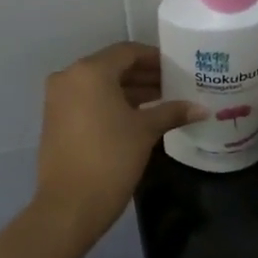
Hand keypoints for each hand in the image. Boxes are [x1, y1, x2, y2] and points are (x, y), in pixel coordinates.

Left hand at [34, 42, 202, 240]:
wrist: (70, 205)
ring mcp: (58, 99)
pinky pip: (88, 100)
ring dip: (129, 90)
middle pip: (113, 66)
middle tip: (174, 85)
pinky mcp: (55, 119)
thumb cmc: (111, 158)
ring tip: (162, 101)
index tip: (178, 67)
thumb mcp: (145, 131)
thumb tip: (202, 109)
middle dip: (144, 75)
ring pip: (100, 85)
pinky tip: (138, 116)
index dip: (155, 58)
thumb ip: (172, 112)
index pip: (128, 52)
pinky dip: (111, 103)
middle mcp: (69, 77)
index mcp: (90, 71)